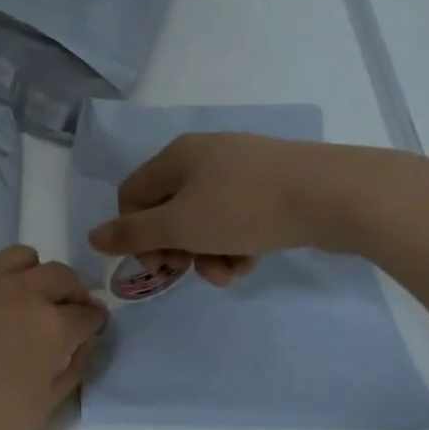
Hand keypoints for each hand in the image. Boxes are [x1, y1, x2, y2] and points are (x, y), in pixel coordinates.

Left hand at [0, 246, 107, 429]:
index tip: (89, 328)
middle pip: (59, 275)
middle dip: (70, 292)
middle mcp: (18, 292)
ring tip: (22, 301)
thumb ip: (70, 369)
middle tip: (62, 312)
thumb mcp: (42, 409)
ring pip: (19, 258)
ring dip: (32, 275)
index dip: (93, 322)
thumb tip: (81, 343)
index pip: (87, 312)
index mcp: (50, 326)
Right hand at [87, 133, 407, 284]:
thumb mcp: (180, 225)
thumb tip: (93, 236)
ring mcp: (242, 168)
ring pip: (205, 218)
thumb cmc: (245, 207)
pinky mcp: (272, 185)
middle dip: (176, 248)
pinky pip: (237, 217)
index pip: (132, 195)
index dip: (134, 233)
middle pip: (169, 209)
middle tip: (189, 272)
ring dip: (207, 252)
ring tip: (229, 274)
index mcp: (176, 156)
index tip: (156, 264)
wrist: (335, 194)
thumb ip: (133, 233)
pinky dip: (235, 243)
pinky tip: (251, 262)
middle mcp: (204, 155)